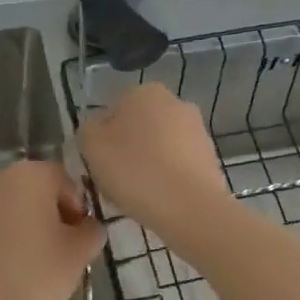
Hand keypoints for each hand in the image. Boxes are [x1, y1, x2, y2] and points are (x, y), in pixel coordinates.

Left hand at [0, 160, 105, 299]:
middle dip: (47, 212)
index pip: (63, 180)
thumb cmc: (38, 272)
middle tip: (58, 247)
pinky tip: (5, 265)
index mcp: (29, 175)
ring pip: (6, 206)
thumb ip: (92, 230)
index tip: (78, 236)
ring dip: (21, 223)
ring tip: (30, 258)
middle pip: (32, 189)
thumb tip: (88, 227)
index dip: (77, 207)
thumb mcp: (80, 252)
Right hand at [79, 83, 228, 240]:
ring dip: (148, 164)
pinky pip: (178, 165)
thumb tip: (98, 129)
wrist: (190, 207)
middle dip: (127, 149)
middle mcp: (175, 102)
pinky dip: (167, 177)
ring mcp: (197, 129)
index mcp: (144, 92)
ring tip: (138, 194)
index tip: (99, 163)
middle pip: (138, 127)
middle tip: (116, 180)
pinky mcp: (210, 157)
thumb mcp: (91, 145)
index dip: (102, 139)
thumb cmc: (134, 170)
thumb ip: (88, 129)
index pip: (112, 111)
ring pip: (159, 146)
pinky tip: (160, 199)